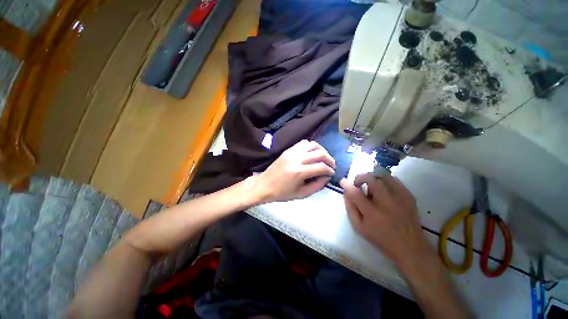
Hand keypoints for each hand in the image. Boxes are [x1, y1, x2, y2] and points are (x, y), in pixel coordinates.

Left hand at [253, 140, 334, 202]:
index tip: (332, 173)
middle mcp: (296, 159)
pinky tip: (312, 153)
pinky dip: (311, 146)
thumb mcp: (301, 194)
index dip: (330, 170)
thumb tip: (327, 177)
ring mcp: (291, 152)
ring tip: (324, 158)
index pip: (321, 167)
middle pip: (319, 153)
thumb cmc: (282, 193)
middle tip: (331, 165)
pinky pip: (303, 143)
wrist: (264, 185)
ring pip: (313, 145)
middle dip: (329, 159)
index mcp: (299, 172)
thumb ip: (317, 186)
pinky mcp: (288, 150)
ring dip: (322, 150)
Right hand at [340, 173, 431, 263]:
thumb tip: (346, 192)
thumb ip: (350, 208)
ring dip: (373, 178)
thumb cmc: (381, 238)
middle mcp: (386, 203)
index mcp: (372, 213)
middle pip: (371, 179)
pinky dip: (385, 180)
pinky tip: (383, 189)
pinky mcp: (409, 195)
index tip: (342, 181)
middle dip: (360, 177)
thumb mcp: (359, 227)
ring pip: (383, 175)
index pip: (356, 193)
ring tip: (371, 187)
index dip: (347, 185)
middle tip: (358, 184)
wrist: (410, 247)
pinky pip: (394, 179)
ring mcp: (400, 198)